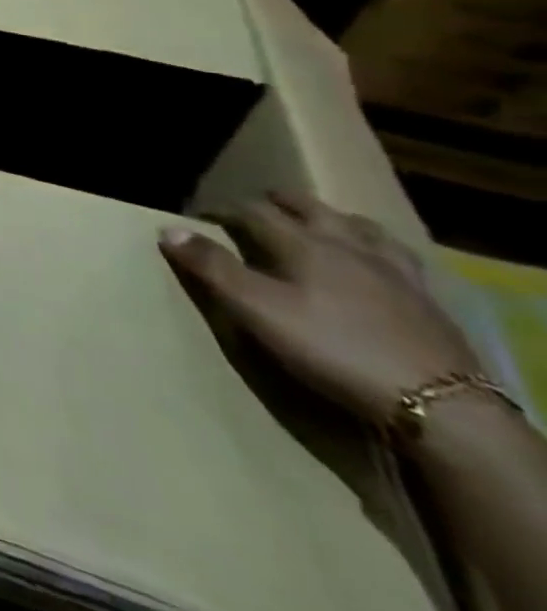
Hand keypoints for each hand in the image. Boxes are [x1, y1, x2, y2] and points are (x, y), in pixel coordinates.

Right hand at [160, 192, 482, 426]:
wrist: (442, 407)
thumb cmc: (333, 350)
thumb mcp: (258, 311)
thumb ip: (213, 268)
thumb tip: (168, 229)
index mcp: (303, 244)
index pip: (253, 212)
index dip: (223, 209)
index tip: (202, 215)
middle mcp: (347, 246)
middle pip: (309, 208)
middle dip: (278, 202)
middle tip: (257, 206)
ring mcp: (394, 272)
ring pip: (358, 226)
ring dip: (331, 218)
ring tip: (319, 224)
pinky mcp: (426, 301)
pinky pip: (398, 258)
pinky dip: (376, 248)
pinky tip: (376, 262)